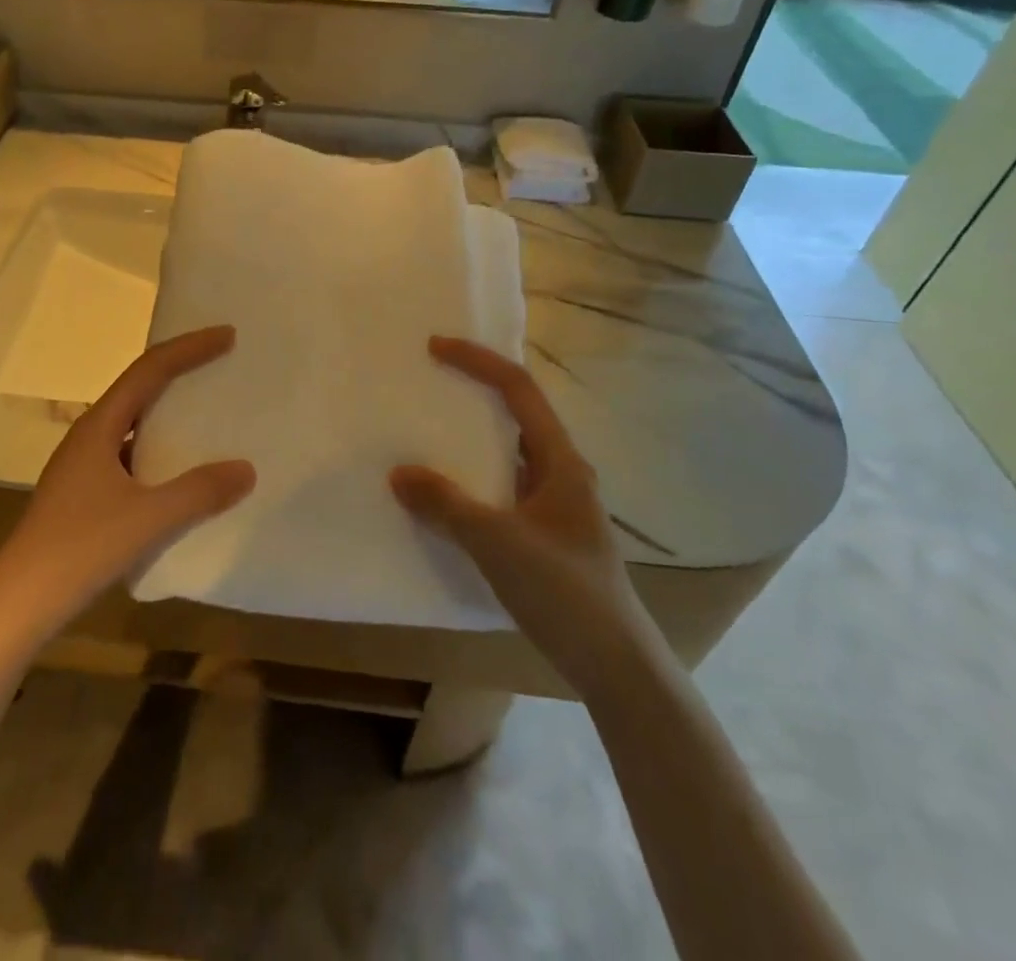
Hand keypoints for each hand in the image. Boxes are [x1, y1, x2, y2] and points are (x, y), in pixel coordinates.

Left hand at [0, 326, 255, 641]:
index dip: (189, 348)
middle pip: (140, 387)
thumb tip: (246, 468)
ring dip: (169, 411)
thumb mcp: (148, 519)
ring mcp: (84, 464)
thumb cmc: (80, 548)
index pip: (150, 369)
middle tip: (220, 362)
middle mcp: (90, 435)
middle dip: (180, 370)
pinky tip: (180, 471)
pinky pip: (131, 453)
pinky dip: (160, 450)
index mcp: (100, 426)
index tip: (226, 336)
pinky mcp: (85, 492)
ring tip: (207, 411)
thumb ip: (199, 492)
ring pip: (134, 422)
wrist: (18, 602)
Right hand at [391, 336, 662, 695]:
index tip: (434, 347)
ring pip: (509, 452)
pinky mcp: (546, 533)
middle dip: (474, 391)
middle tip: (428, 383)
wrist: (616, 667)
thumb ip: (445, 504)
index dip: (477, 361)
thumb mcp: (496, 542)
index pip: (518, 389)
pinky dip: (473, 477)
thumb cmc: (564, 592)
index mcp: (560, 459)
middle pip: (517, 413)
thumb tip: (398, 473)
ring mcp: (556, 504)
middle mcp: (561, 471)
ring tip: (428, 430)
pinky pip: (503, 486)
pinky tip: (445, 494)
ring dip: (472, 436)